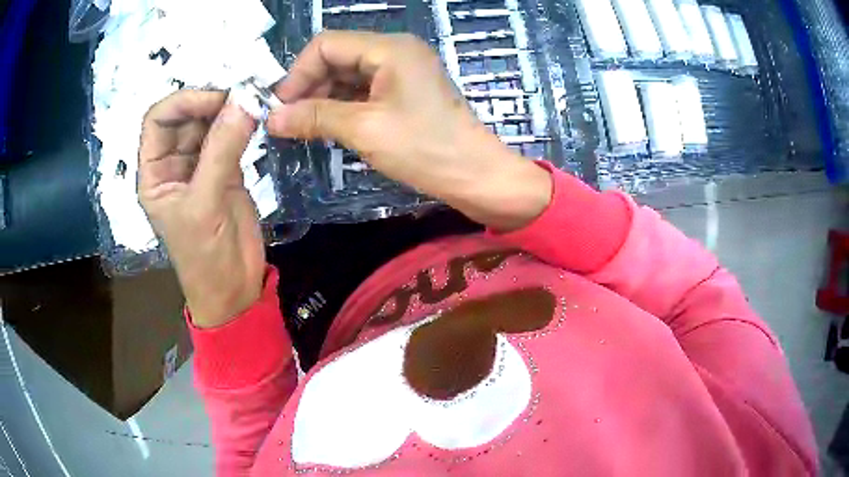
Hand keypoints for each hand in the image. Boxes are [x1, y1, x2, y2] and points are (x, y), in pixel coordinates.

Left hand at [138, 90, 265, 327]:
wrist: (234, 288)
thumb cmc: (205, 256)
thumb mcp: (205, 204)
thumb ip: (222, 151)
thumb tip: (245, 101)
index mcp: (154, 173)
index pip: (158, 120)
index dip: (183, 102)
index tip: (217, 98)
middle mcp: (173, 163)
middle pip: (186, 117)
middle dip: (211, 102)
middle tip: (244, 96)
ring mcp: (200, 165)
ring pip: (210, 123)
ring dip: (229, 111)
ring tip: (255, 103)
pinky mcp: (225, 171)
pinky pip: (230, 138)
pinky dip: (243, 125)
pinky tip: (257, 119)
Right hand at [268, 31, 551, 230]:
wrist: (476, 176)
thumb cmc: (425, 148)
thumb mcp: (364, 129)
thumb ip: (315, 117)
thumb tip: (271, 117)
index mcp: (389, 48)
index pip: (326, 45)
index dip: (298, 73)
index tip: (281, 107)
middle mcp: (395, 52)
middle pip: (337, 58)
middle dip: (309, 87)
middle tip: (289, 122)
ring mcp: (402, 72)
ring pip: (348, 76)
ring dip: (324, 99)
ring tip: (305, 129)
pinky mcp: (405, 93)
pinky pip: (364, 91)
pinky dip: (343, 107)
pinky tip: (328, 128)